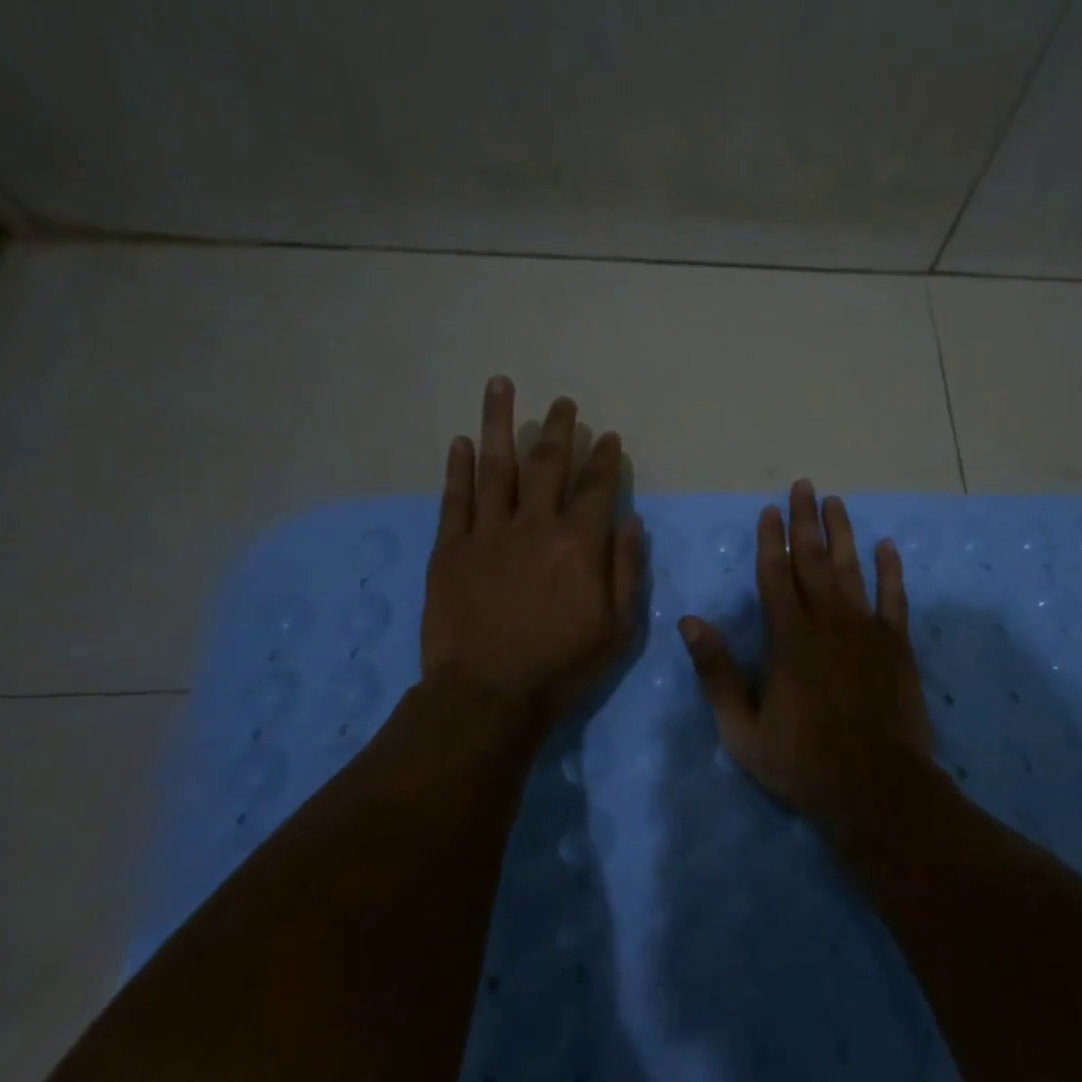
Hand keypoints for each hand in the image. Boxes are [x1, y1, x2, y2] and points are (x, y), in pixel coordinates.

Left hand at [420, 377, 645, 736]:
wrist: (488, 696)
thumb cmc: (562, 665)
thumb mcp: (618, 627)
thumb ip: (627, 568)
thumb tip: (630, 519)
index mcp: (578, 544)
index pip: (597, 487)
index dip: (605, 458)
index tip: (608, 436)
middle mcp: (535, 525)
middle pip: (548, 465)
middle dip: (559, 430)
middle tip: (564, 403)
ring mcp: (488, 533)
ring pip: (496, 467)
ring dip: (501, 423)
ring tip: (501, 385)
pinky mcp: (451, 549)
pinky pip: (455, 500)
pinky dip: (458, 468)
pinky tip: (462, 441)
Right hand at [677, 480, 936, 830]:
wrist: (876, 788)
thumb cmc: (802, 761)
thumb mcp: (742, 728)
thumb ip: (717, 672)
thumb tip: (690, 622)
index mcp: (788, 639)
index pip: (775, 576)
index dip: (770, 541)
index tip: (769, 510)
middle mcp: (827, 622)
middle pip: (813, 561)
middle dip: (805, 521)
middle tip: (803, 486)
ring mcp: (866, 630)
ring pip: (851, 570)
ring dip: (843, 534)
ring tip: (836, 502)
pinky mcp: (897, 645)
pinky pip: (895, 598)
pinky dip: (891, 570)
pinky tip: (887, 546)